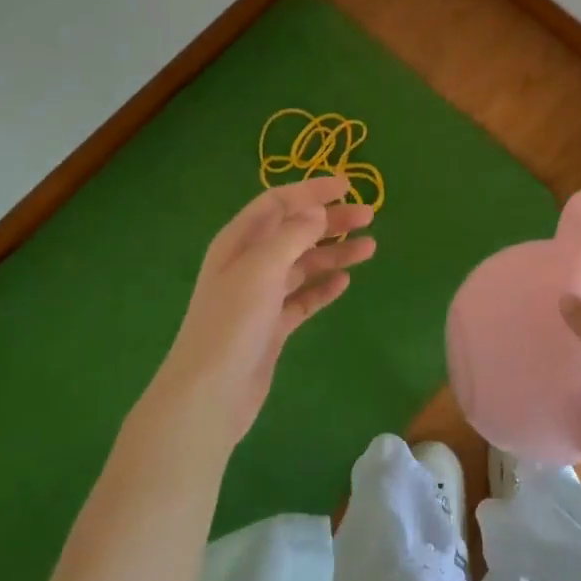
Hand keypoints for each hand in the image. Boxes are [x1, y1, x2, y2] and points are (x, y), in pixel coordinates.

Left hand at [145, 175, 374, 449]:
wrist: (210, 394)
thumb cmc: (232, 322)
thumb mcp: (261, 268)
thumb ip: (292, 236)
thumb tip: (317, 212)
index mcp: (238, 242)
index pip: (277, 203)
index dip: (311, 191)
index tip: (348, 186)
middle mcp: (249, 264)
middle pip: (294, 232)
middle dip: (331, 221)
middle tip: (369, 216)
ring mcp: (260, 296)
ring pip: (303, 264)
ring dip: (334, 253)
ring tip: (370, 248)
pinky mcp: (272, 326)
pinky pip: (303, 297)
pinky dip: (323, 287)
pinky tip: (344, 281)